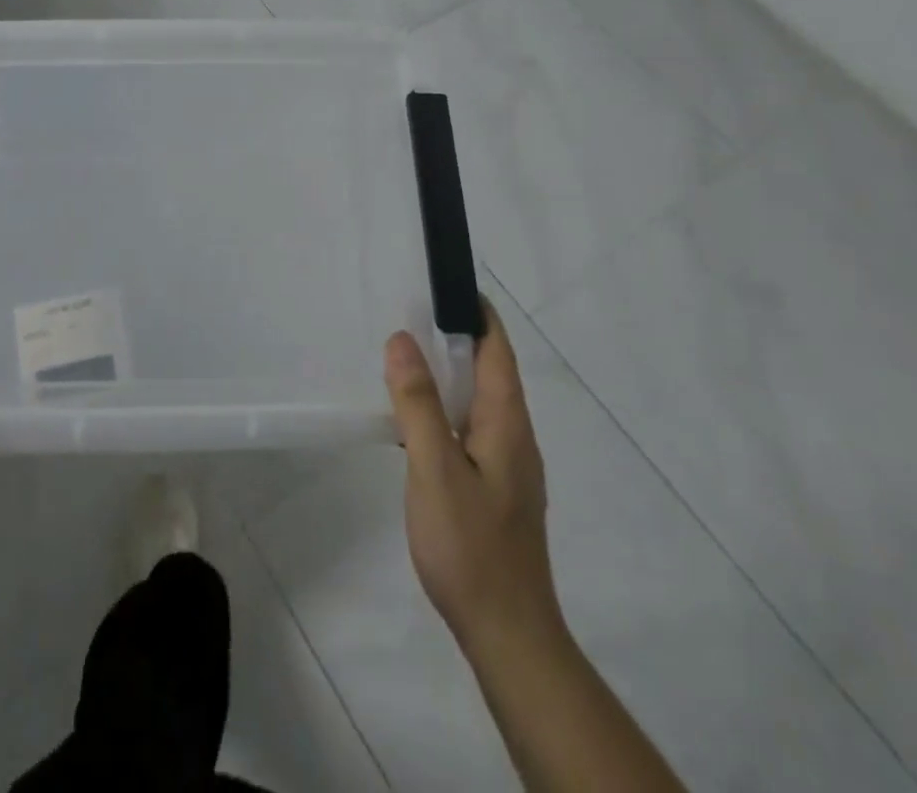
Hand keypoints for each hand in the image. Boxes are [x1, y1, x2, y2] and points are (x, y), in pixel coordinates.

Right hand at [384, 300, 562, 658]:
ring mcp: (508, 464)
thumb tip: (402, 340)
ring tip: (406, 358)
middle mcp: (514, 435)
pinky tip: (416, 420)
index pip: (498, 349)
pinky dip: (445, 407)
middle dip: (456, 337)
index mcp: (507, 422)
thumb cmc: (470, 546)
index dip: (476, 312)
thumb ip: (418, 403)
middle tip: (409, 314)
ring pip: (478, 401)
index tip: (444, 284)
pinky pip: (470, 428)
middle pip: (490, 370)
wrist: (507, 633)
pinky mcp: (495, 487)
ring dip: (449, 373)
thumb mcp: (435, 469)